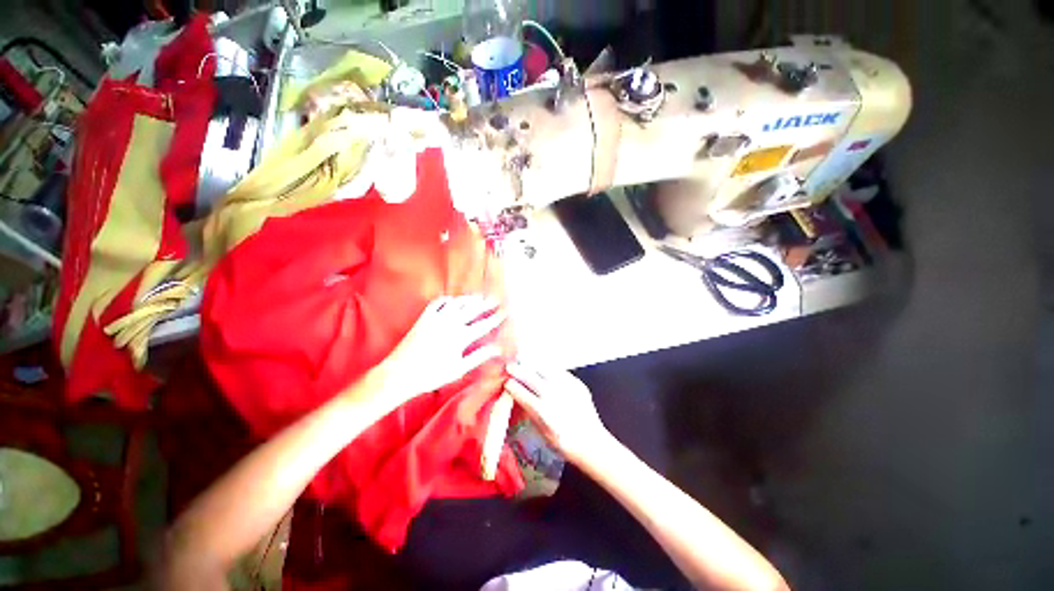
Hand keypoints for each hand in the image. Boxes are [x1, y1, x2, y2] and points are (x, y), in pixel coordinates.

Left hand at [373, 295, 505, 408]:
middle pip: (472, 310)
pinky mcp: (423, 318)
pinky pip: (437, 303)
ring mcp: (436, 319)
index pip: (483, 325)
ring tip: (477, 297)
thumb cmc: (431, 375)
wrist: (399, 374)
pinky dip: (447, 299)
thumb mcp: (458, 369)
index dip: (495, 318)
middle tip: (494, 299)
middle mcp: (450, 324)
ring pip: (456, 303)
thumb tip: (497, 349)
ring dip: (468, 299)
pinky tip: (453, 299)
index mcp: (460, 338)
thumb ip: (478, 356)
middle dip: (485, 304)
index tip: (504, 312)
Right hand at [503, 361, 611, 465]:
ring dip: (531, 365)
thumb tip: (519, 396)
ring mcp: (565, 386)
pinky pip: (558, 370)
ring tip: (524, 362)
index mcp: (541, 410)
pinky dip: (548, 368)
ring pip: (543, 368)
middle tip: (510, 366)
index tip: (506, 381)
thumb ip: (529, 410)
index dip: (510, 385)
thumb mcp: (541, 430)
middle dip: (517, 369)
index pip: (520, 391)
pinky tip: (543, 368)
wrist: (590, 441)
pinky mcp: (575, 382)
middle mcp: (552, 395)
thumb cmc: (563, 441)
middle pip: (529, 376)